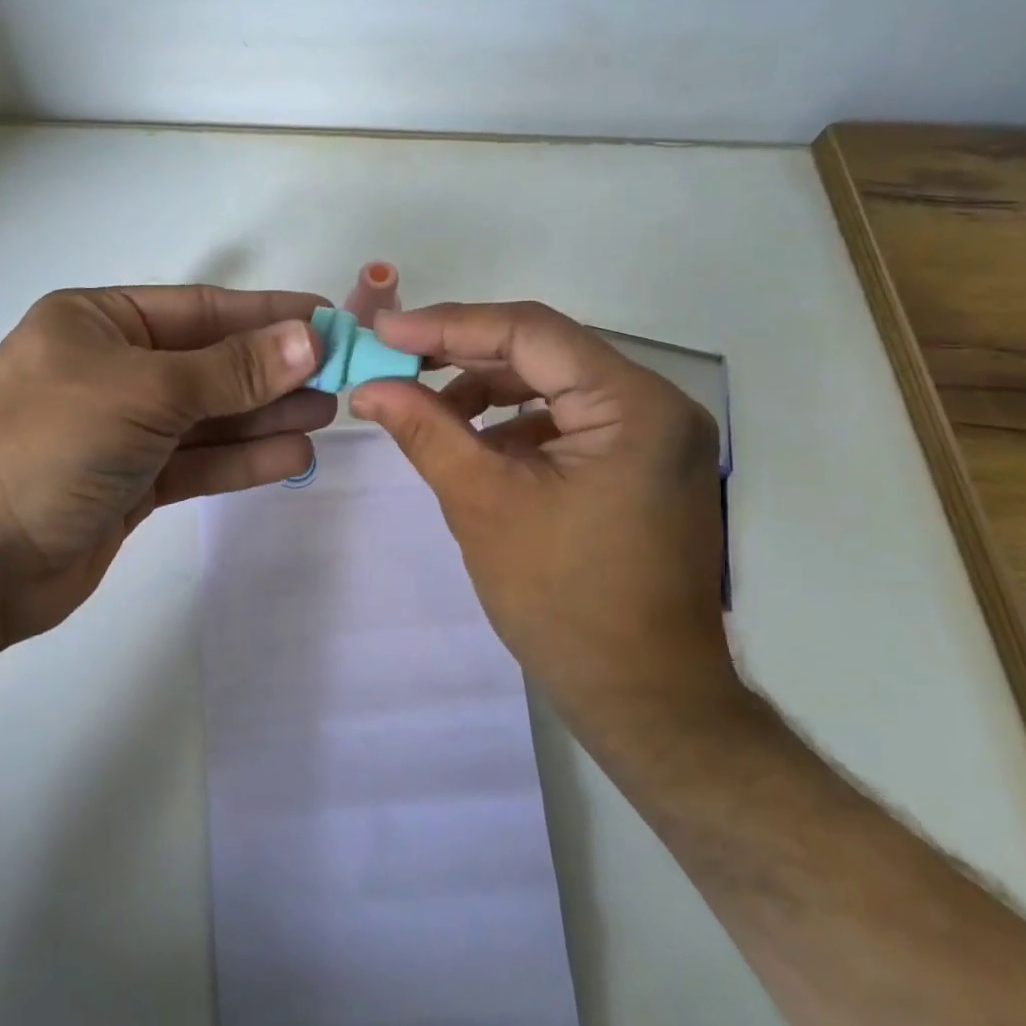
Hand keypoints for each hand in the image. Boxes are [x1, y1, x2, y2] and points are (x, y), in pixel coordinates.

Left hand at [0, 285, 332, 648]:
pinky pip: (197, 461)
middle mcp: (110, 368)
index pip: (200, 310)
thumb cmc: (51, 446)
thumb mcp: (146, 392)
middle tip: (340, 375)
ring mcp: (121, 429)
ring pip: (208, 416)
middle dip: (273, 370)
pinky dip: (241, 460)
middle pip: (209, 363)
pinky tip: (293, 455)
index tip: (327, 320)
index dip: (266, 315)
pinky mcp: (131, 482)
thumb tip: (310, 338)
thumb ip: (231, 369)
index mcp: (97, 323)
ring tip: (328, 413)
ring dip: (265, 415)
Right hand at [350, 301, 742, 740]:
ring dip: (488, 390)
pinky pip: (570, 421)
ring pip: (555, 385)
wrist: (644, 700)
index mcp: (634, 405)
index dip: (449, 325)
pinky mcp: (642, 464)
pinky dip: (517, 424)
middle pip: (545, 353)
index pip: (530, 333)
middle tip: (395, 359)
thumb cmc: (564, 602)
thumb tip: (368, 386)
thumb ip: (425, 431)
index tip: (385, 330)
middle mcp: (656, 405)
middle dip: (463, 355)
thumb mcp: (483, 504)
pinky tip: (473, 442)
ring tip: (426, 408)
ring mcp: (655, 436)